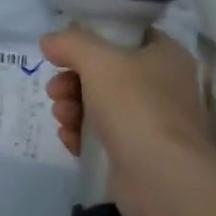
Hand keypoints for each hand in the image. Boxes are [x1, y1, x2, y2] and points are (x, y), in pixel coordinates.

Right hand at [42, 27, 215, 215]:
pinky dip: (83, 135)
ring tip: (62, 117)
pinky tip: (70, 139)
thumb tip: (50, 39)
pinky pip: (102, 136)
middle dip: (73, 80)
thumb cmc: (136, 106)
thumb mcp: (98, 61)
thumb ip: (71, 43)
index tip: (64, 50)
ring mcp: (152, 122)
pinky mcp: (138, 154)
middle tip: (55, 90)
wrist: (163, 179)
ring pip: (101, 105)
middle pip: (106, 73)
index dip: (93, 39)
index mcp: (166, 55)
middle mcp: (163, 86)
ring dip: (73, 108)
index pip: (127, 36)